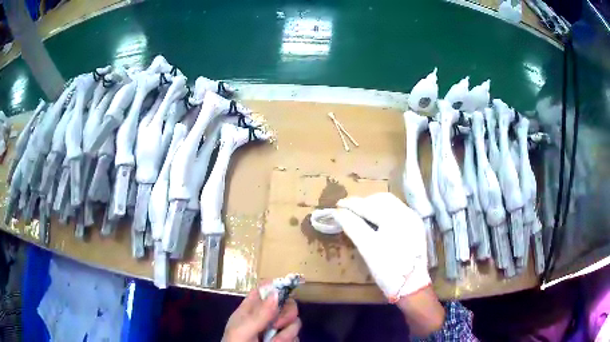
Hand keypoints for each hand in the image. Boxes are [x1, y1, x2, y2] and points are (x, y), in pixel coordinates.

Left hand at [222, 287, 300, 341]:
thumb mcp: (243, 331)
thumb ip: (259, 314)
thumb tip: (276, 292)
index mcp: (250, 310)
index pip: (264, 290)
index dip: (275, 287)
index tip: (285, 291)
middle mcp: (266, 318)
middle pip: (286, 305)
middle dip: (286, 315)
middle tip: (277, 326)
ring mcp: (276, 330)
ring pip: (294, 322)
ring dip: (286, 334)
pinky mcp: (285, 341)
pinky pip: (296, 336)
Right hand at [332, 192, 430, 302]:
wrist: (411, 286)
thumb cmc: (387, 268)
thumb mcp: (367, 247)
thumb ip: (352, 226)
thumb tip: (337, 212)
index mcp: (396, 217)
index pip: (369, 205)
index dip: (351, 204)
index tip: (337, 205)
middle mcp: (407, 213)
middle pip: (382, 199)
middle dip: (364, 203)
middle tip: (348, 211)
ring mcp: (413, 220)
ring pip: (391, 205)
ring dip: (374, 206)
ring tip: (360, 215)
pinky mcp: (415, 228)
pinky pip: (398, 212)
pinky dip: (384, 213)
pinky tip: (376, 222)